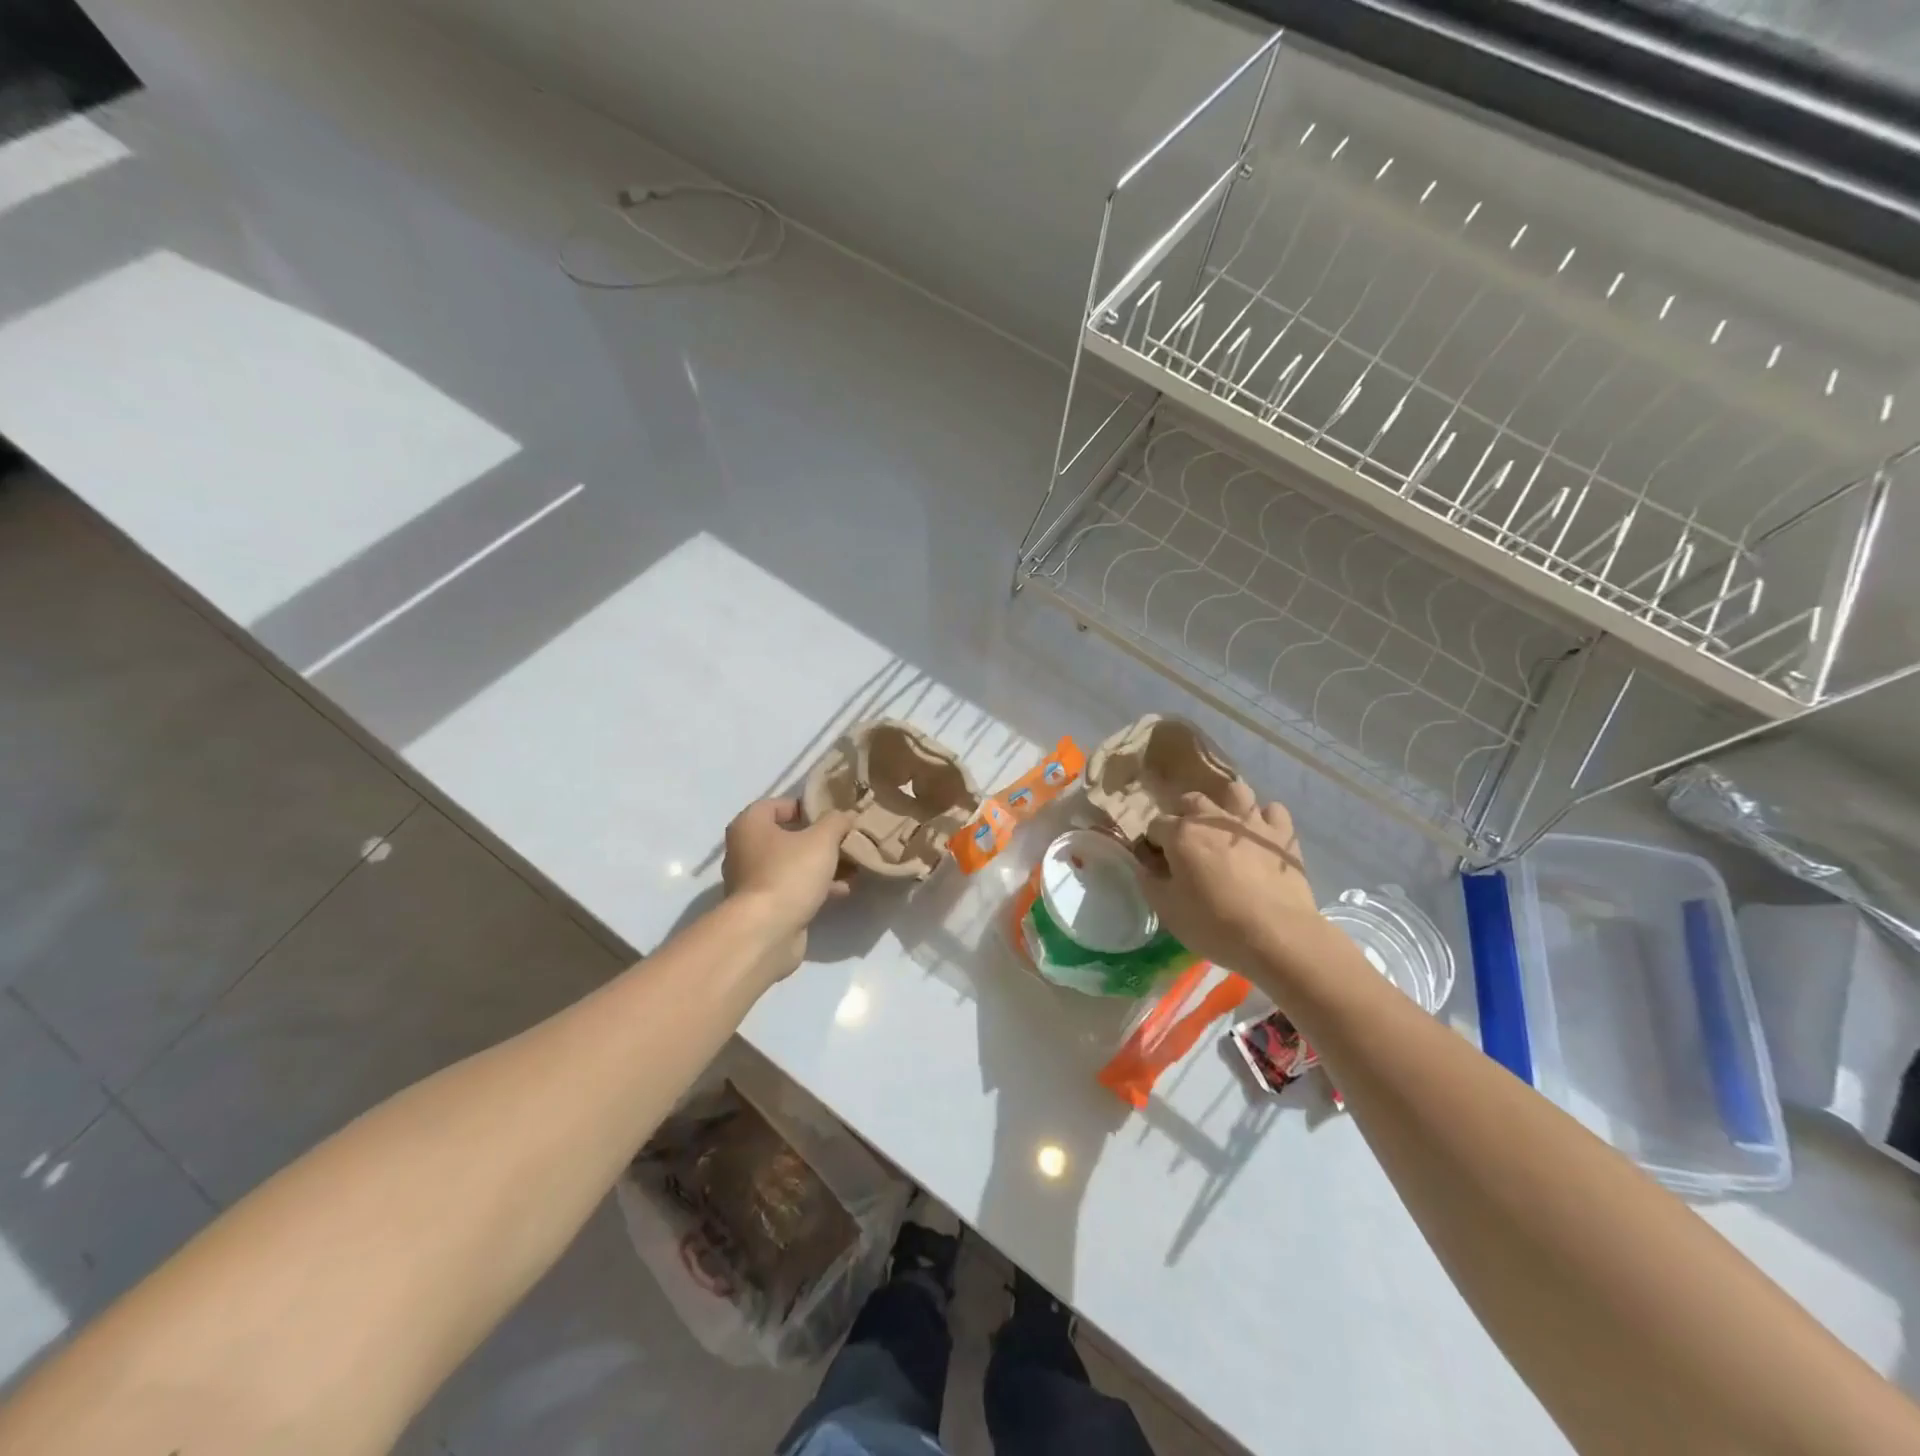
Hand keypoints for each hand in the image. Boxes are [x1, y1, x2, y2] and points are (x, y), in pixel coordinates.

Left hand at [722, 798, 855, 978]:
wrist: (765, 932)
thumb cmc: (789, 874)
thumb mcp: (822, 839)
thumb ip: (836, 821)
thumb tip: (846, 815)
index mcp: (750, 825)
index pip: (776, 804)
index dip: (805, 806)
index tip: (832, 814)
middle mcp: (745, 850)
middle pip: (787, 836)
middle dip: (819, 839)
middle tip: (846, 840)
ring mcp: (753, 881)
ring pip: (793, 864)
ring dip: (822, 865)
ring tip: (853, 866)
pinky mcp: (764, 907)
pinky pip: (793, 888)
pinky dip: (816, 887)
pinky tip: (843, 890)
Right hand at [1135, 783, 1335, 997]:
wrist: (1277, 936)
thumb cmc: (1215, 924)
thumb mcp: (1167, 910)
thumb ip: (1150, 882)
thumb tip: (1146, 866)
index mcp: (1181, 834)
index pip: (1156, 824)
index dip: (1154, 843)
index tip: (1158, 863)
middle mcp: (1214, 819)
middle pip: (1191, 800)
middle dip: (1184, 816)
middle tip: (1189, 844)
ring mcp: (1251, 823)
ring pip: (1235, 792)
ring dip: (1226, 805)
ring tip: (1225, 828)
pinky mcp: (1282, 835)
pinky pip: (1273, 811)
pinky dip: (1265, 820)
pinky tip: (1261, 837)